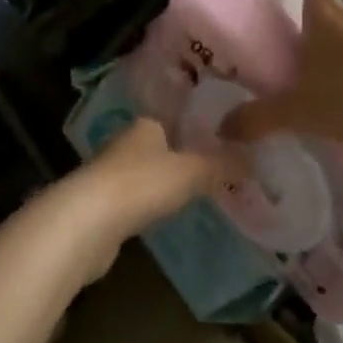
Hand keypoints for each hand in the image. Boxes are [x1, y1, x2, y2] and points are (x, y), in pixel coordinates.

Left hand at [54, 119, 221, 277]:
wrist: (86, 224)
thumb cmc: (141, 185)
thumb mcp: (192, 171)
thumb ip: (223, 164)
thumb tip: (256, 158)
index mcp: (145, 125)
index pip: (175, 118)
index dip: (198, 128)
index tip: (223, 140)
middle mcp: (125, 145)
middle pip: (161, 147)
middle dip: (184, 157)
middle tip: (219, 169)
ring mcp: (110, 177)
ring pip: (147, 175)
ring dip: (166, 183)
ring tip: (198, 193)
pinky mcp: (102, 208)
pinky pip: (136, 202)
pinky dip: (151, 207)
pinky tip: (166, 216)